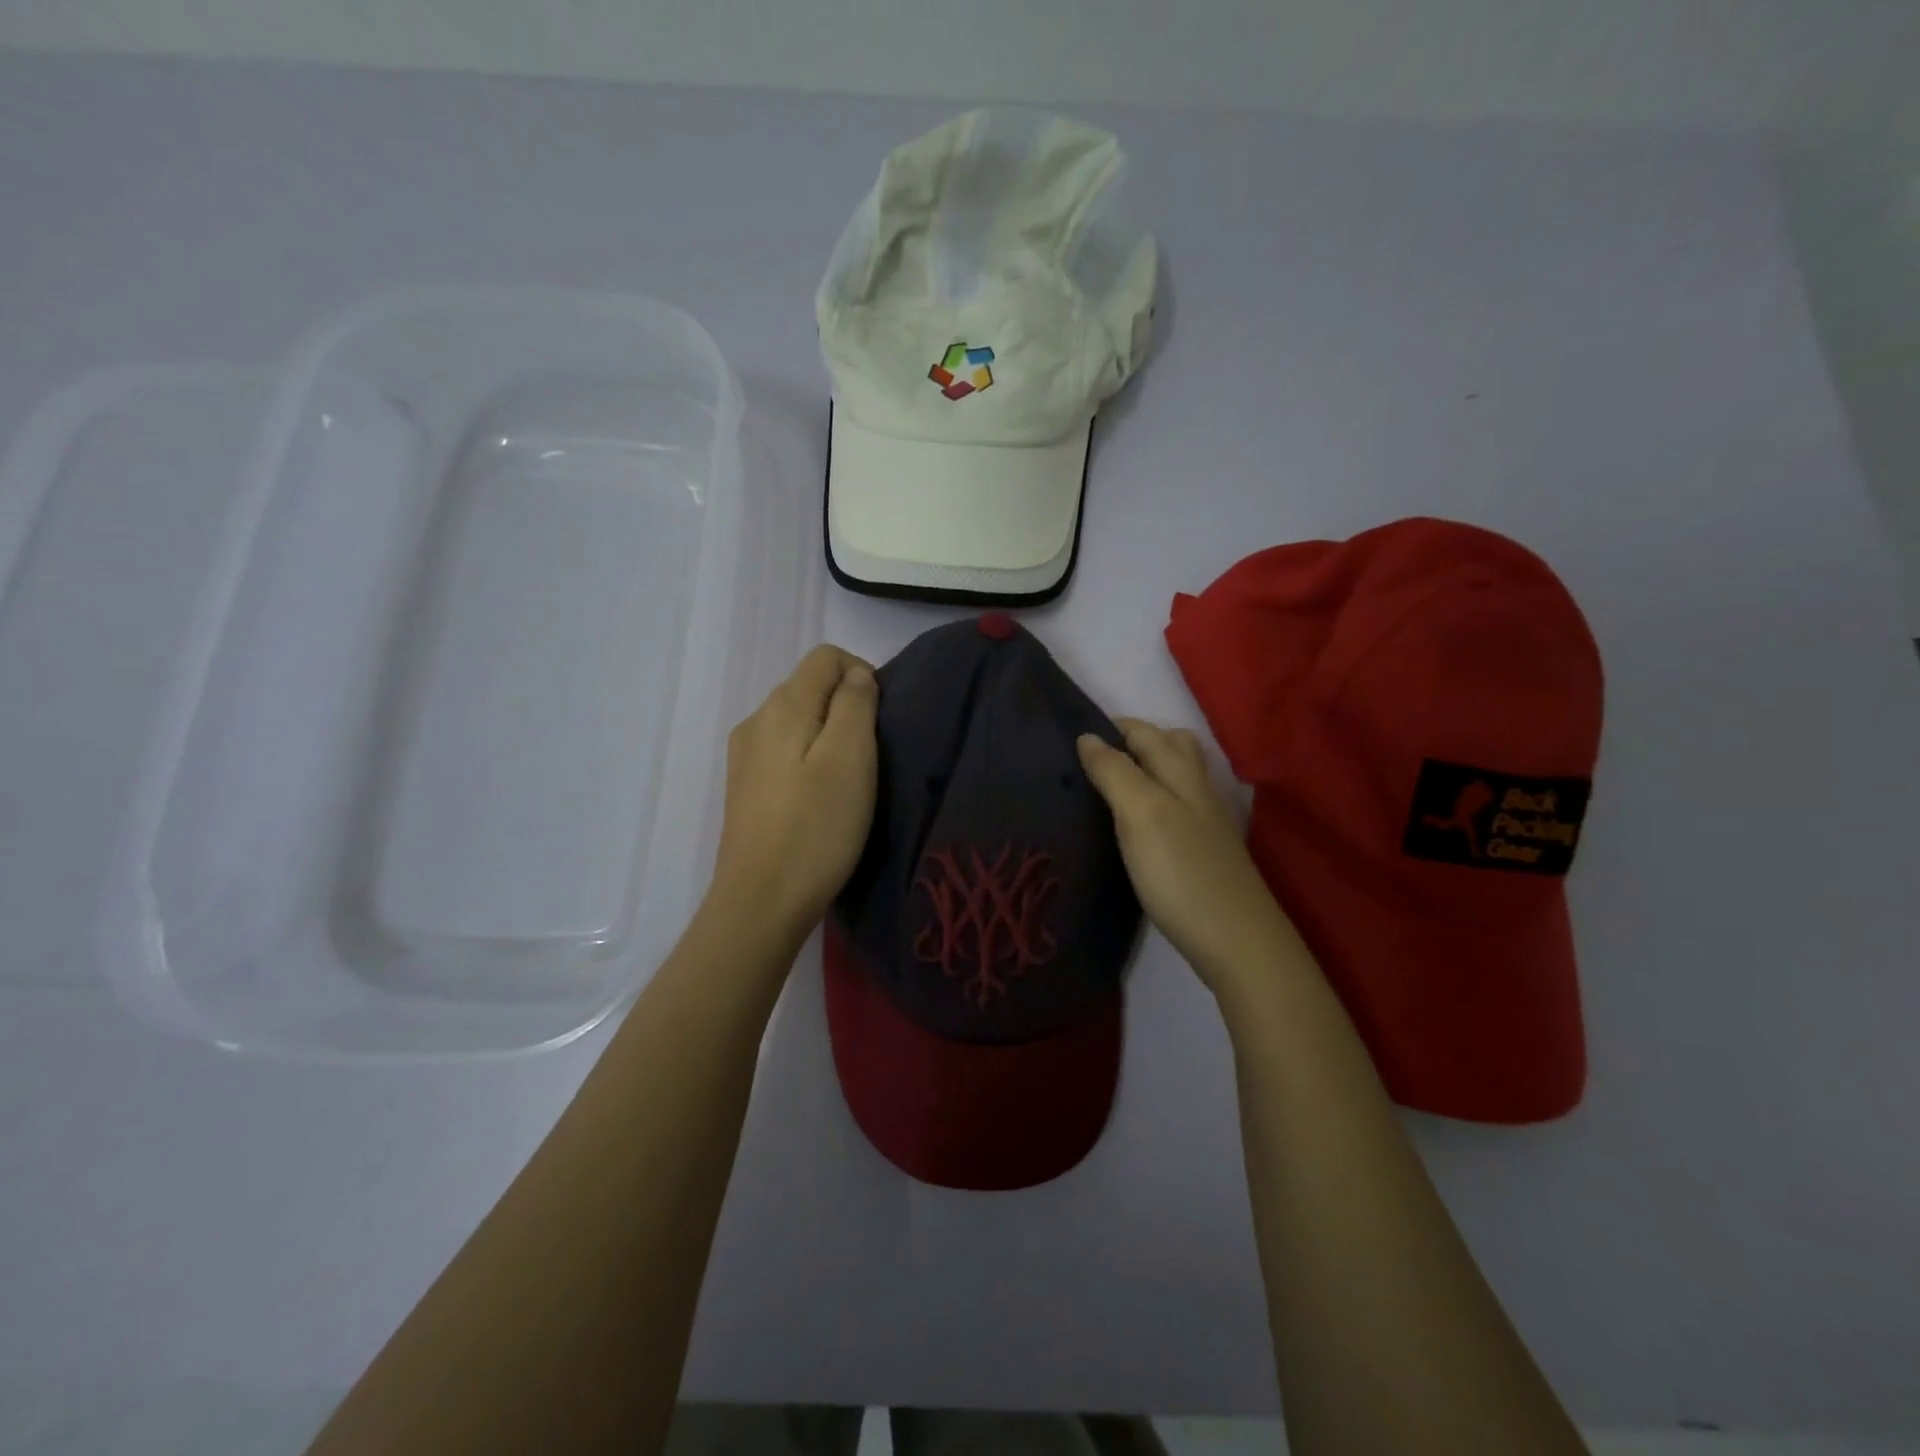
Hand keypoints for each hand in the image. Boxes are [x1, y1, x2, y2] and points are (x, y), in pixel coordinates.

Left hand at [710, 644, 878, 939]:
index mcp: (782, 706)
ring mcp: (745, 756)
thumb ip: (856, 704)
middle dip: (847, 705)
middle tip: (872, 755)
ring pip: (797, 720)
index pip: (826, 657)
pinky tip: (820, 797)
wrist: (761, 902)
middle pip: (809, 686)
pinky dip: (810, 758)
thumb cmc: (816, 828)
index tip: (882, 719)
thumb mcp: (850, 758)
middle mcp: (756, 720)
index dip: (862, 673)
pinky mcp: (745, 788)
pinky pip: (784, 751)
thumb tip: (857, 676)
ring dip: (829, 734)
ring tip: (850, 779)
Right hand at [1077, 718, 1301, 993]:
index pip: (1141, 731)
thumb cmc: (1181, 872)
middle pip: (1167, 745)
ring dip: (1143, 770)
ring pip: (1174, 776)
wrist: (1236, 941)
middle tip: (1087, 763)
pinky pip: (1175, 807)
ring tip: (1106, 788)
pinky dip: (1152, 801)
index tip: (1067, 740)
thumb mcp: (1141, 814)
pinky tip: (1134, 826)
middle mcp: (1197, 788)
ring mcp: (1205, 820)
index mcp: (1181, 771)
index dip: (1108, 728)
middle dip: (1130, 741)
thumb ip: (1115, 772)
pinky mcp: (1203, 850)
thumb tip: (1087, 737)